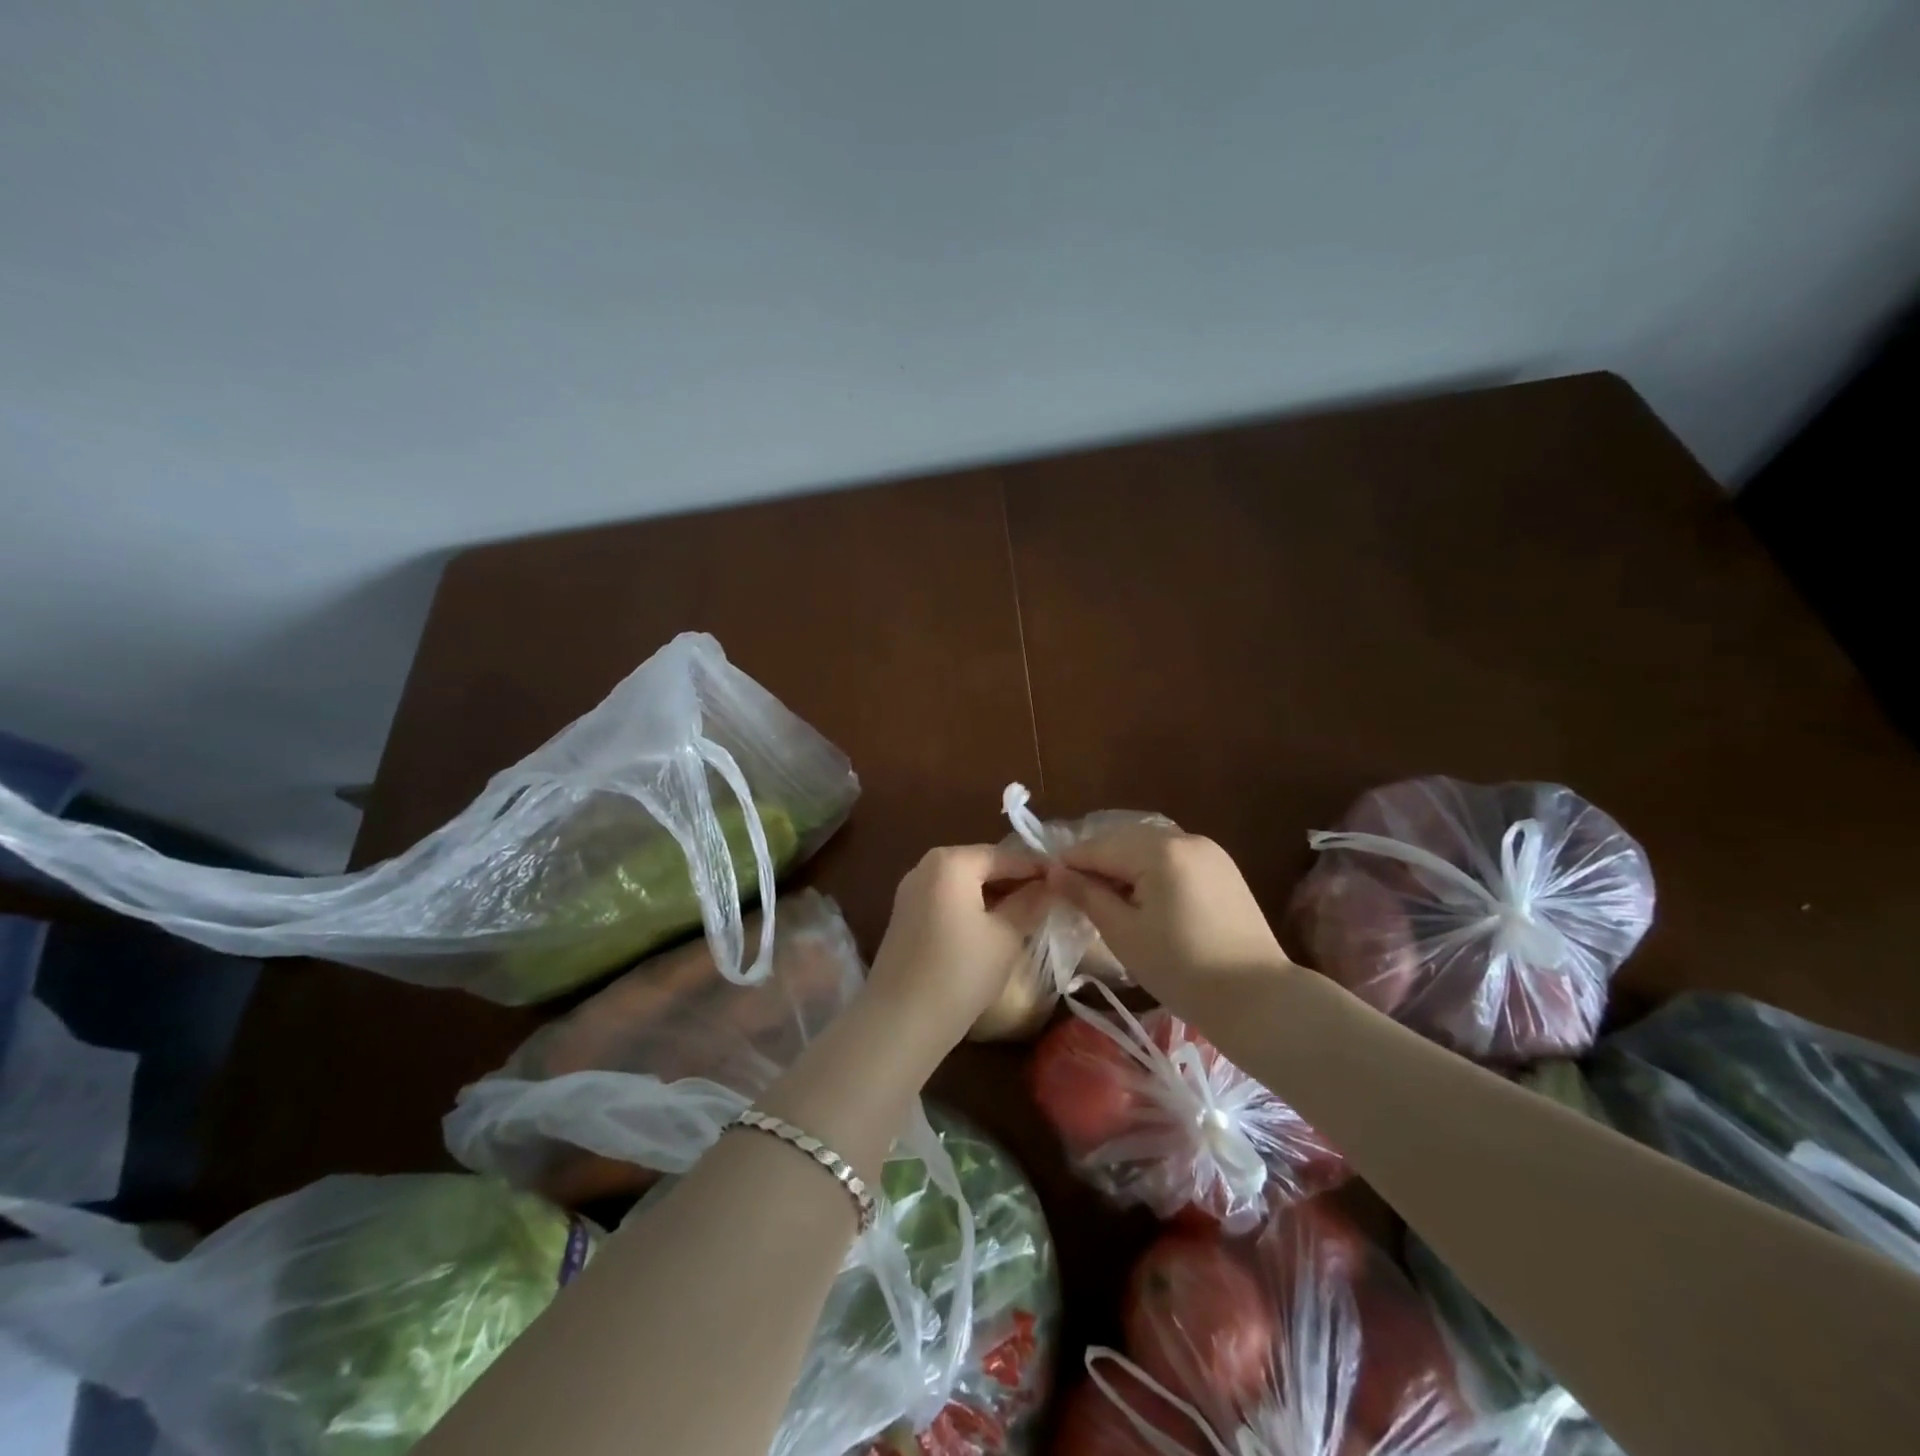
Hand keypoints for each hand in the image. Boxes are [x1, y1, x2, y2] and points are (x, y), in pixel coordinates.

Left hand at [866, 844, 1049, 1048]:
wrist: (900, 1021)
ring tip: (1029, 915)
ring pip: (965, 885)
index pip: (1005, 855)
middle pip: (982, 866)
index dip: (1037, 868)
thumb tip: (1052, 884)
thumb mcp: (1006, 936)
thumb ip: (1031, 903)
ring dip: (995, 897)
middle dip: (1015, 881)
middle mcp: (926, 866)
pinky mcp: (906, 917)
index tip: (1067, 881)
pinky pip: (948, 901)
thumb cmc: (960, 972)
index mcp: (950, 862)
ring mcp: (911, 892)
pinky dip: (973, 908)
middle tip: (1051, 899)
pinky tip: (995, 929)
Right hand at [1050, 824, 1292, 1001]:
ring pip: (1149, 848)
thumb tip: (1054, 872)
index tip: (1047, 881)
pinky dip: (1151, 871)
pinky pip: (1174, 859)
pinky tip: (1144, 900)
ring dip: (1124, 867)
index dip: (1070, 863)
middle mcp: (1185, 838)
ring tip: (1107, 900)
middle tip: (1074, 894)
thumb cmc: (1181, 968)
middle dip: (1097, 863)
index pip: (1099, 848)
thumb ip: (1087, 895)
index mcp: (1159, 850)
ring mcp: (1209, 852)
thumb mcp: (1123, 933)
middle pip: (1125, 841)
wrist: (1257, 998)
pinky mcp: (1223, 869)